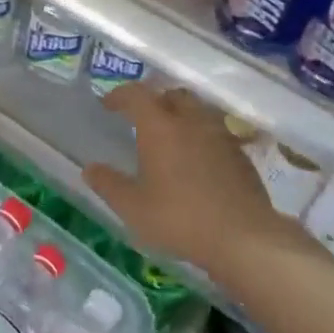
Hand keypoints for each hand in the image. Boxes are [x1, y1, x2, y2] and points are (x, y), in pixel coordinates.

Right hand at [85, 84, 282, 273]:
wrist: (244, 237)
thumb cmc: (180, 218)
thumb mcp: (133, 208)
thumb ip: (109, 185)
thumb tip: (90, 169)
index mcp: (160, 126)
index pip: (136, 94)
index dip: (120, 95)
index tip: (108, 104)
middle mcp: (190, 120)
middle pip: (171, 94)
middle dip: (154, 100)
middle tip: (142, 118)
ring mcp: (220, 134)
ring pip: (197, 110)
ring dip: (181, 115)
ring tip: (171, 137)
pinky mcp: (240, 153)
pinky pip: (215, 132)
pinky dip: (201, 136)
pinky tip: (197, 160)